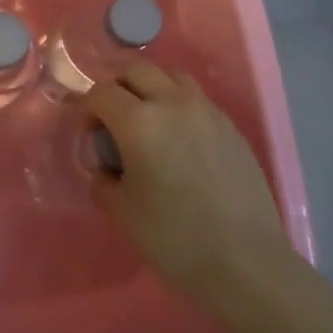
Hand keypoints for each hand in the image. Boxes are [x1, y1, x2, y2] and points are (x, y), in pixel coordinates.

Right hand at [83, 62, 292, 303]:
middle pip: (137, 71)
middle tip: (115, 122)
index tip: (90, 134)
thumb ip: (103, 178)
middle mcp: (173, 103)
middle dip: (119, 89)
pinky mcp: (231, 127)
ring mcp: (207, 111)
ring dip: (152, 89)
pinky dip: (179, 105)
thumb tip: (105, 166)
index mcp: (139, 121)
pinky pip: (197, 99)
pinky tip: (180, 141)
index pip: (102, 93)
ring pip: (171, 77)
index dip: (88, 109)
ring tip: (149, 123)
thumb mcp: (120, 210)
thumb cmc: (173, 238)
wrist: (244, 262)